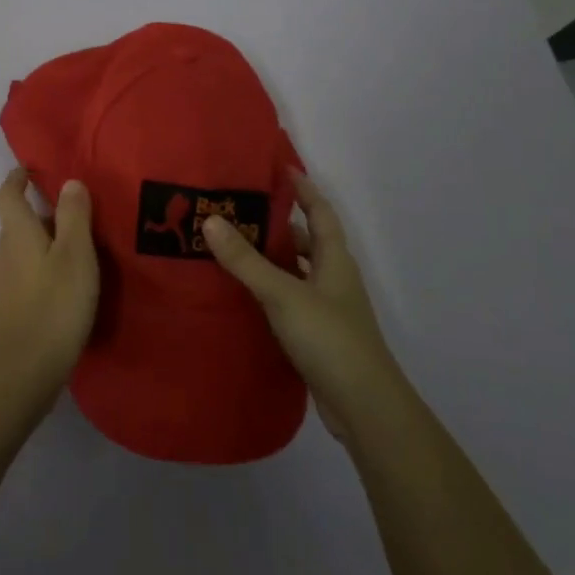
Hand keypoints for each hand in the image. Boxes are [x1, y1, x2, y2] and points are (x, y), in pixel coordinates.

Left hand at [0, 168, 100, 409]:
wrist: (25, 369)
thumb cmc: (55, 304)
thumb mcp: (75, 254)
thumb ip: (74, 216)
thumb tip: (69, 182)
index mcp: (17, 233)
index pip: (7, 195)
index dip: (16, 179)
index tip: (29, 170)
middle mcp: (3, 253)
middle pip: (15, 223)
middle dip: (38, 214)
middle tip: (73, 214)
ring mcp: (3, 283)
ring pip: (21, 251)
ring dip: (42, 244)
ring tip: (75, 251)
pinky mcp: (8, 309)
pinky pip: (24, 275)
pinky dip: (41, 269)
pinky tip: (64, 286)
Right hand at [202, 171, 395, 441]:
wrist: (364, 406)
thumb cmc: (329, 339)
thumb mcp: (283, 294)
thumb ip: (246, 260)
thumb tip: (210, 220)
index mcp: (334, 260)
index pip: (320, 211)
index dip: (303, 188)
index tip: (279, 168)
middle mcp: (333, 278)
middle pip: (306, 240)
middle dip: (278, 223)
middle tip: (237, 209)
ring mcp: (326, 308)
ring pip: (295, 271)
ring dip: (270, 258)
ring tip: (230, 246)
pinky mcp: (315, 335)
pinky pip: (288, 299)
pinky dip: (267, 289)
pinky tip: (241, 293)